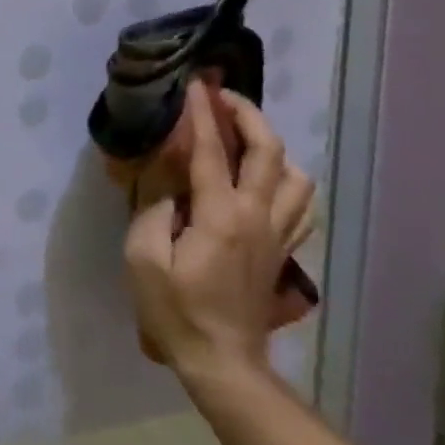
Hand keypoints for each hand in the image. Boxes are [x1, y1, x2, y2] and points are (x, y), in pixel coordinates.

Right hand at [122, 81, 315, 378]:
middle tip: (223, 97)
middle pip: (269, 152)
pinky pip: (301, 205)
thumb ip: (154, 209)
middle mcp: (257, 217)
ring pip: (296, 177)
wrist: (221, 359)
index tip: (195, 86)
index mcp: (220, 216)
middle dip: (248, 115)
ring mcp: (277, 234)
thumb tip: (169, 180)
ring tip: (245, 138)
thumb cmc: (173, 308)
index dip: (202, 114)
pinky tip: (266, 180)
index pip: (213, 151)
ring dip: (272, 148)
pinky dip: (287, 181)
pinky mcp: (282, 250)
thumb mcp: (143, 257)